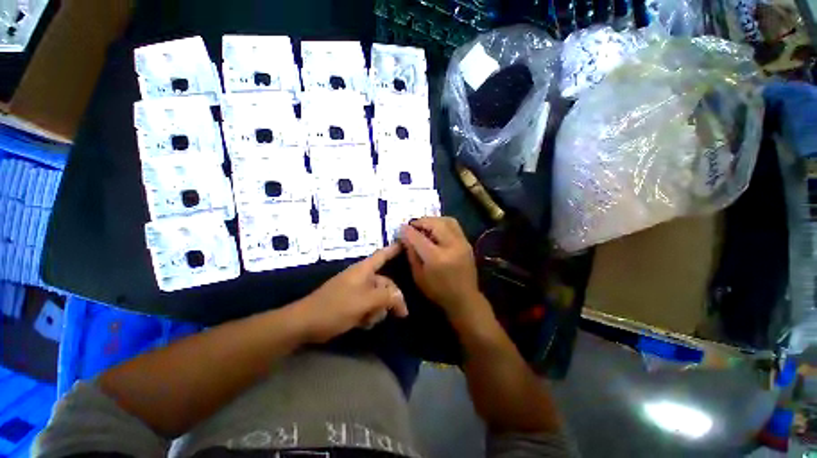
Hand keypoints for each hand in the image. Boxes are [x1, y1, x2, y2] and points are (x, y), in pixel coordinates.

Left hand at [294, 244, 407, 343]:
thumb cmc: (335, 308)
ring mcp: (353, 293)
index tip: (407, 243)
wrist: (307, 323)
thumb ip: (386, 297)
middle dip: (391, 298)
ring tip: (369, 320)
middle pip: (384, 283)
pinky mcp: (348, 307)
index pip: (382, 256)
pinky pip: (367, 309)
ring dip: (378, 311)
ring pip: (377, 299)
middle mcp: (359, 279)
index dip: (394, 250)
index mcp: (362, 271)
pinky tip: (363, 325)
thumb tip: (400, 297)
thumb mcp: (364, 302)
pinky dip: (368, 317)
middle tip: (401, 315)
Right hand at [399, 217, 481, 318]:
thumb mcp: (418, 276)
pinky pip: (454, 226)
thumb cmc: (438, 291)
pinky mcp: (467, 243)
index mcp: (437, 258)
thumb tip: (405, 237)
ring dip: (433, 220)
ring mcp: (462, 243)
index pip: (419, 237)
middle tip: (412, 225)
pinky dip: (443, 224)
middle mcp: (451, 246)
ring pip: (447, 220)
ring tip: (424, 226)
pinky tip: (435, 231)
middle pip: (435, 224)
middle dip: (421, 221)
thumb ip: (412, 254)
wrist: (464, 298)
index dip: (407, 230)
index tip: (400, 228)